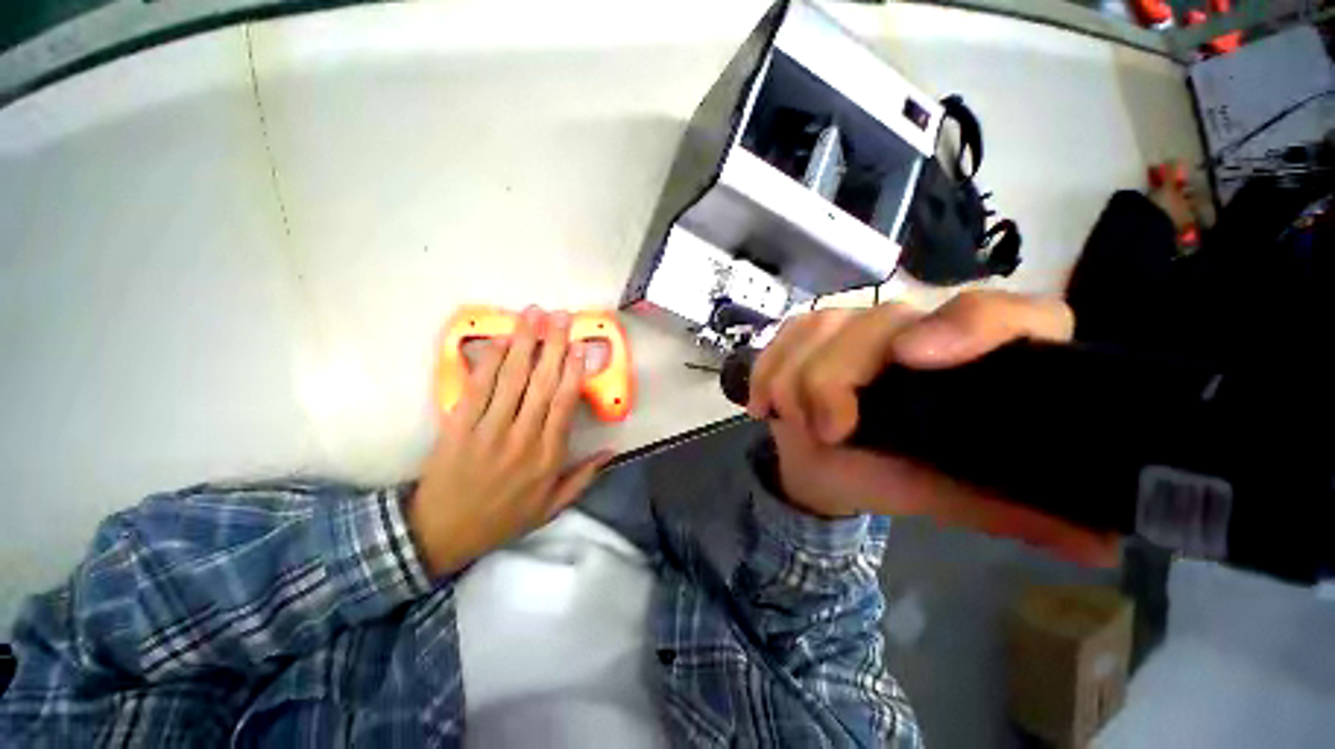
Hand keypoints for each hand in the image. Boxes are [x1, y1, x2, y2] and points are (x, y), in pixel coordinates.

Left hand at [408, 307, 614, 576]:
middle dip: (551, 346)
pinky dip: (489, 362)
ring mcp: (487, 430)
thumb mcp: (551, 507)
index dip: (572, 372)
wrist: (443, 533)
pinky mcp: (458, 426)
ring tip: (533, 315)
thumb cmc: (504, 517)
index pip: (563, 405)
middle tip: (559, 316)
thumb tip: (611, 451)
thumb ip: (584, 477)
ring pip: (510, 379)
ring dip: (523, 343)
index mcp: (547, 456)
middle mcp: (521, 437)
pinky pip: (477, 388)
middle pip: (540, 384)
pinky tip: (500, 341)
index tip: (579, 347)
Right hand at [748, 290, 1118, 566]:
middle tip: (827, 431)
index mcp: (972, 358)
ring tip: (793, 422)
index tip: (911, 358)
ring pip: (821, 326)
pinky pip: (784, 336)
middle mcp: (917, 325)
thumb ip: (1014, 509)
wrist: (825, 463)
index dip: (966, 325)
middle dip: (836, 378)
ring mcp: (855, 321)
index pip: (1000, 312)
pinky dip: (768, 370)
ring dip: (797, 380)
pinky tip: (765, 403)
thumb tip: (1102, 543)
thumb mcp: (950, 495)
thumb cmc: (890, 474)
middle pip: (879, 321)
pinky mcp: (808, 329)